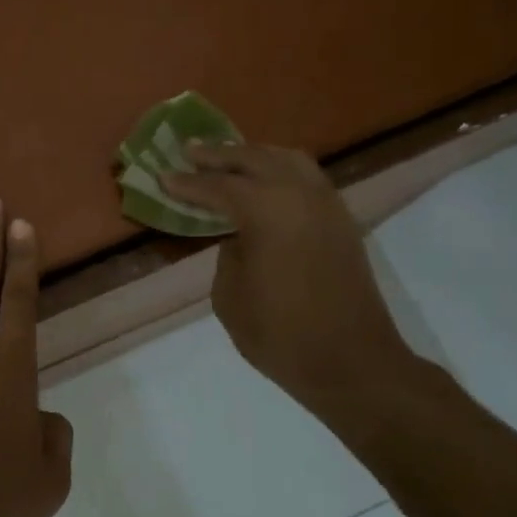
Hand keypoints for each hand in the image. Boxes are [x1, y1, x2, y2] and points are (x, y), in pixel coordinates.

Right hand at [164, 144, 412, 409]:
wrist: (353, 364)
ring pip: (287, 159)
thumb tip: (238, 236)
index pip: (218, 185)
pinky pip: (307, 177)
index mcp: (266, 209)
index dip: (187, 183)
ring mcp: (327, 204)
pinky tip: (266, 182)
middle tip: (190, 152)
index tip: (163, 176)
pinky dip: (281, 169)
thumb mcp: (229, 296)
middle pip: (254, 158)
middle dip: (219, 155)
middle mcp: (299, 194)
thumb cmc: (282, 334)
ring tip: (229, 159)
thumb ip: (227, 253)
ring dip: (254, 155)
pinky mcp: (342, 221)